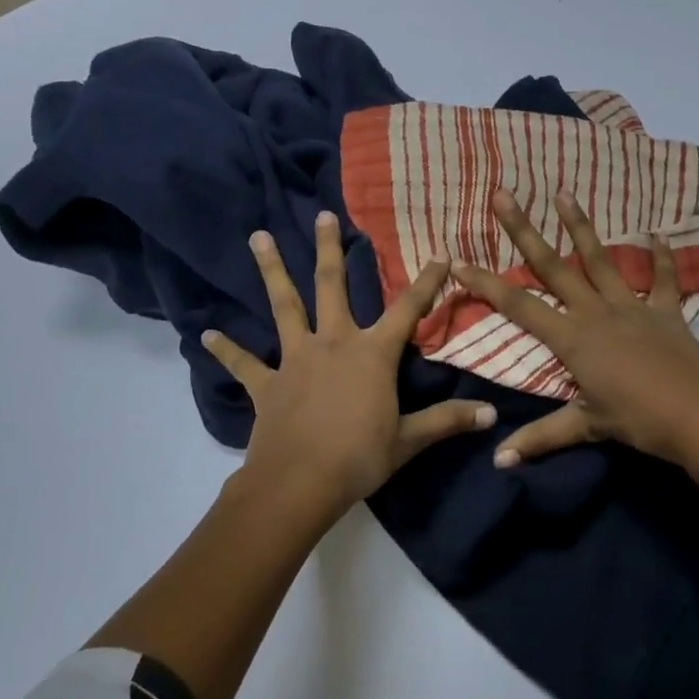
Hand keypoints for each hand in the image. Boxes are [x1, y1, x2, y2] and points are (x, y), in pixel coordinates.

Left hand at [202, 211, 496, 517]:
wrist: (299, 483)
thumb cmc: (359, 457)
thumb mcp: (410, 440)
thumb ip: (449, 421)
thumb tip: (492, 415)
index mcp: (372, 354)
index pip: (408, 310)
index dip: (426, 283)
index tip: (439, 255)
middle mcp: (333, 343)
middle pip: (331, 287)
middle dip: (329, 250)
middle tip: (322, 215)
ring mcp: (295, 360)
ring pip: (284, 307)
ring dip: (272, 271)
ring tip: (258, 237)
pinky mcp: (266, 383)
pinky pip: (244, 362)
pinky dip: (226, 348)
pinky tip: (205, 335)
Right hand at [451, 189, 698, 469]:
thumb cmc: (639, 421)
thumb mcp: (586, 428)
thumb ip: (540, 439)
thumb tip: (498, 460)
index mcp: (573, 338)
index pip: (518, 307)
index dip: (485, 285)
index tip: (457, 261)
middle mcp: (597, 312)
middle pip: (553, 267)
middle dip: (524, 231)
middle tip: (503, 195)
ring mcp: (633, 307)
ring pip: (600, 260)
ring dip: (580, 227)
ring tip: (563, 194)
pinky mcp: (666, 312)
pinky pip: (663, 279)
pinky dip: (660, 258)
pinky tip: (656, 235)